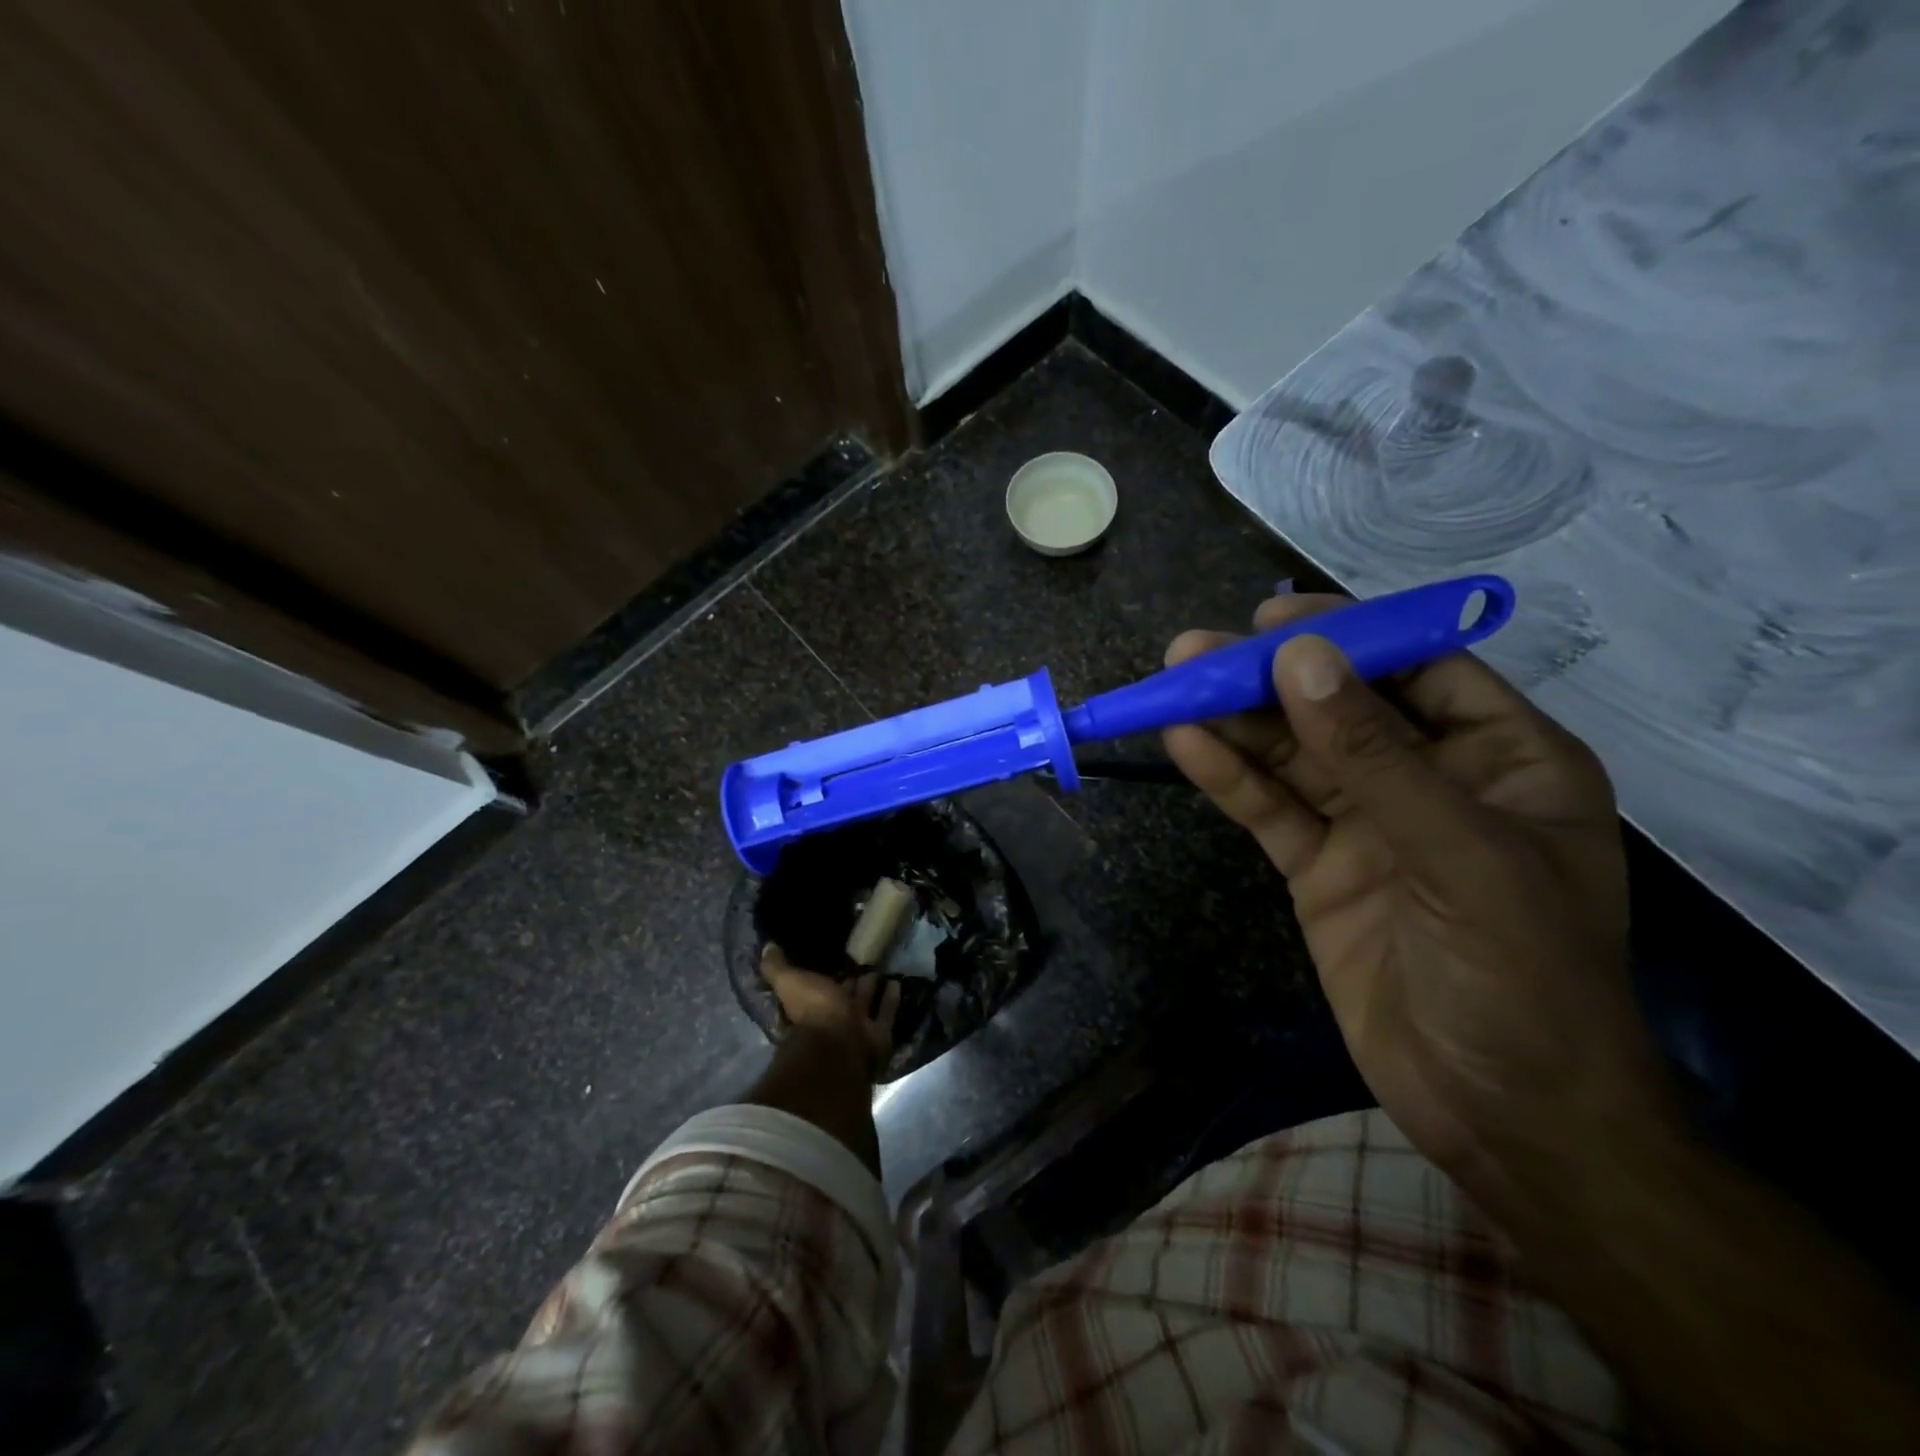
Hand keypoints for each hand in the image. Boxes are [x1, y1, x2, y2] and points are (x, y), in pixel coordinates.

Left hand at [761, 944, 900, 1080]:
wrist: (839, 1045)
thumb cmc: (812, 1010)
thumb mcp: (789, 982)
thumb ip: (776, 967)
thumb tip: (767, 947)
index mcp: (809, 1008)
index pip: (816, 988)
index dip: (823, 976)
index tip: (833, 958)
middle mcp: (832, 1020)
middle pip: (844, 997)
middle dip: (852, 982)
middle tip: (863, 962)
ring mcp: (857, 1029)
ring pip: (865, 1004)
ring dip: (872, 989)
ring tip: (882, 969)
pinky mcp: (879, 1035)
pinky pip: (885, 1014)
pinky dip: (890, 999)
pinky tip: (897, 982)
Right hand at [1163, 594, 1678, 1185]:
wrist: (1501, 1114)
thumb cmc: (1522, 978)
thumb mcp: (1459, 855)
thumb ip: (1375, 757)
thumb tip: (1302, 661)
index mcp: (1503, 758)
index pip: (1420, 669)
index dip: (1347, 636)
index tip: (1271, 622)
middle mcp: (1432, 780)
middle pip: (1338, 709)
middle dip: (1267, 680)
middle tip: (1192, 654)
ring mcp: (1369, 825)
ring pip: (1293, 757)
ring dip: (1234, 722)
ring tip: (1171, 687)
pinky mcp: (1320, 868)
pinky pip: (1271, 810)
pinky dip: (1229, 778)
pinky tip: (1185, 745)